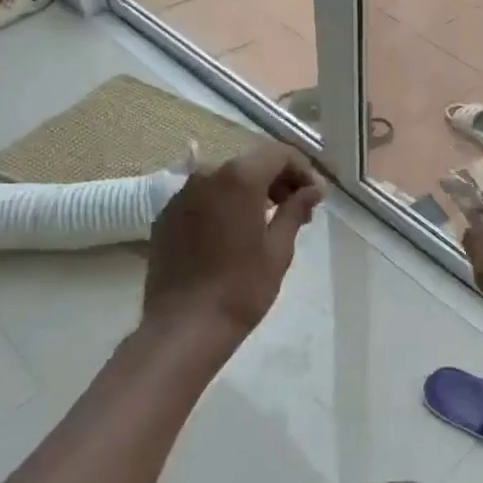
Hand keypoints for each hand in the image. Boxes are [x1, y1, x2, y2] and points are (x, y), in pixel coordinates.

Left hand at [139, 142, 324, 357]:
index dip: (303, 171)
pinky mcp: (166, 217)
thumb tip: (313, 190)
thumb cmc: (241, 287)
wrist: (184, 327)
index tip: (317, 197)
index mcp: (239, 178)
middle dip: (279, 181)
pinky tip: (235, 233)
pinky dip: (225, 205)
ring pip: (226, 180)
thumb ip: (295, 210)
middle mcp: (206, 176)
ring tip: (269, 222)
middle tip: (299, 210)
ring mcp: (181, 196)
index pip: (279, 154)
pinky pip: (204, 198)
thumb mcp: (279, 248)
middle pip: (252, 163)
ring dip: (252, 192)